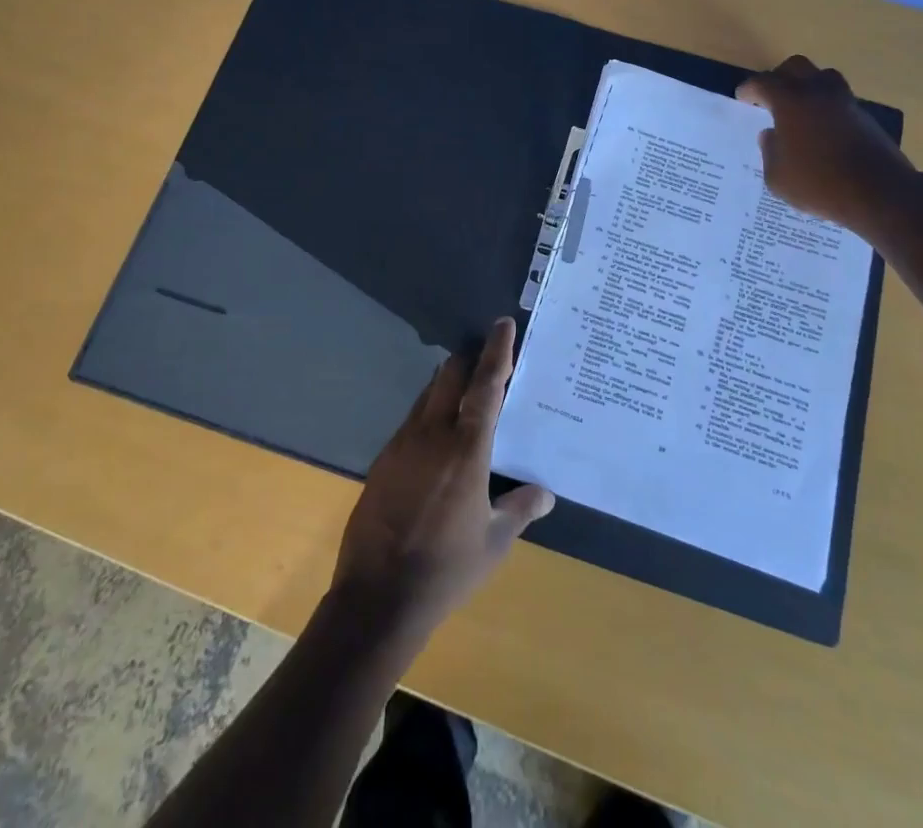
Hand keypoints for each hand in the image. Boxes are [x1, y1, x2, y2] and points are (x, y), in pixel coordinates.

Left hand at [330, 318, 554, 642]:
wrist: (377, 597)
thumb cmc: (445, 569)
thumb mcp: (494, 542)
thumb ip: (521, 509)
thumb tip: (545, 492)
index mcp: (466, 448)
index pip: (485, 385)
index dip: (497, 352)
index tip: (504, 324)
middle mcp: (432, 433)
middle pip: (450, 375)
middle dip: (470, 360)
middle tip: (491, 361)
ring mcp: (403, 443)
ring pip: (429, 394)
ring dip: (449, 384)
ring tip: (469, 393)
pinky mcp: (384, 458)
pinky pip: (413, 419)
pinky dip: (431, 411)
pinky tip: (440, 435)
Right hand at [737, 56, 916, 241]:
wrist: (879, 194)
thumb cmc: (819, 184)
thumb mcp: (777, 176)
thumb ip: (769, 151)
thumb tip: (771, 135)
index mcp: (791, 101)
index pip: (763, 82)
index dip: (750, 89)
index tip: (743, 97)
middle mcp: (818, 92)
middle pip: (796, 67)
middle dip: (779, 77)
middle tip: (770, 96)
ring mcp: (845, 102)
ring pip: (823, 77)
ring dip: (807, 86)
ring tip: (799, 108)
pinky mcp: (865, 117)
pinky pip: (839, 100)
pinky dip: (826, 106)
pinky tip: (820, 128)